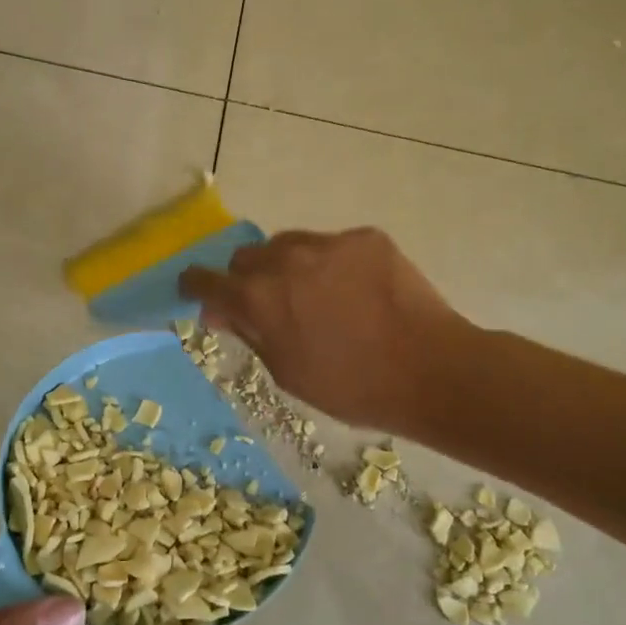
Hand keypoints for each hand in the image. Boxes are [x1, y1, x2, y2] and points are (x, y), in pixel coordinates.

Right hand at [179, 227, 470, 433]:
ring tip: (314, 295)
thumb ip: (250, 333)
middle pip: (247, 257)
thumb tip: (222, 311)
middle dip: (246, 278)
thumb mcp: (286, 373)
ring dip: (287, 266)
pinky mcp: (365, 237)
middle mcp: (285, 260)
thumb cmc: (351, 387)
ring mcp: (328, 243)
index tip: (196, 289)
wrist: (429, 369)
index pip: (208, 280)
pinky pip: (332, 245)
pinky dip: (331, 265)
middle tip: (268, 304)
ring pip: (288, 244)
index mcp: (258, 298)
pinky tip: (355, 291)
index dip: (196, 285)